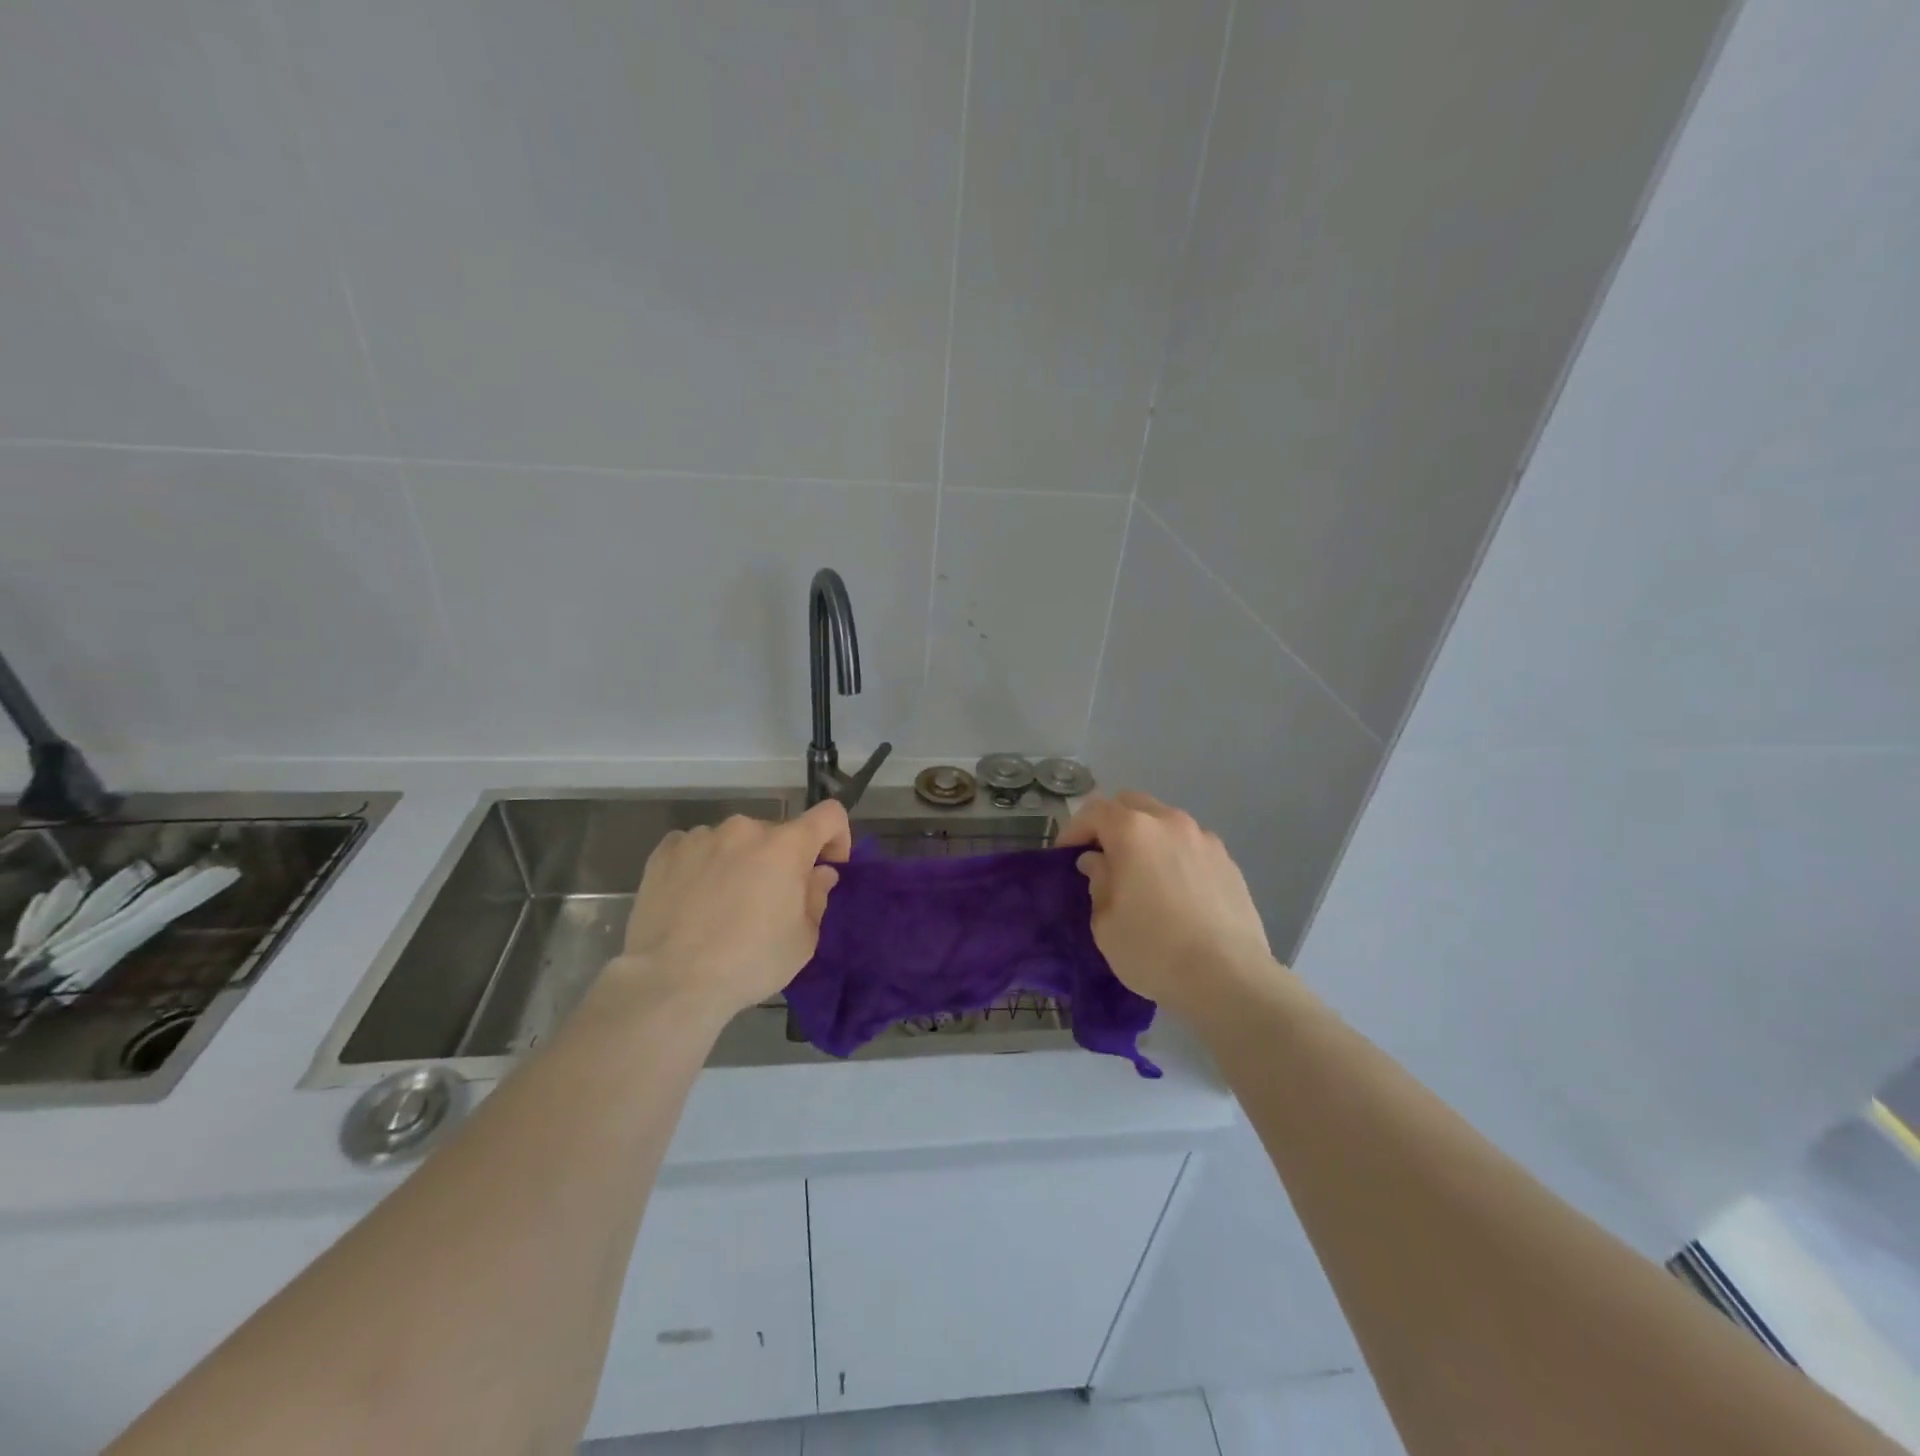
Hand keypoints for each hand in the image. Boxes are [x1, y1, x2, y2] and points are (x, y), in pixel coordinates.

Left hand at [613, 801, 851, 1022]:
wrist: (670, 983)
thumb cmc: (750, 962)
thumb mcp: (803, 940)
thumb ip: (817, 897)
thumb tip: (818, 873)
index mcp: (786, 846)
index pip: (828, 815)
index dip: (837, 837)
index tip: (828, 866)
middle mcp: (744, 829)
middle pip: (777, 833)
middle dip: (783, 859)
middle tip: (772, 900)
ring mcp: (701, 837)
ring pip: (735, 841)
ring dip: (741, 860)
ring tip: (725, 902)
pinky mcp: (665, 852)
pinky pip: (696, 848)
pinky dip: (703, 864)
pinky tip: (694, 897)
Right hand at [1058, 792, 1280, 1022]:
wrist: (1229, 977)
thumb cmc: (1153, 950)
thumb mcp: (1105, 923)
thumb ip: (1098, 882)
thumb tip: (1099, 862)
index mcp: (1133, 831)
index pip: (1093, 811)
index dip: (1074, 830)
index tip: (1065, 856)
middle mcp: (1170, 823)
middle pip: (1131, 804)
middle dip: (1110, 823)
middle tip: (1101, 856)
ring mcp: (1204, 839)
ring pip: (1164, 821)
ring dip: (1145, 837)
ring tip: (1140, 872)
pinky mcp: (1228, 861)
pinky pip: (1190, 844)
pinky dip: (1174, 854)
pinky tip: (1174, 889)